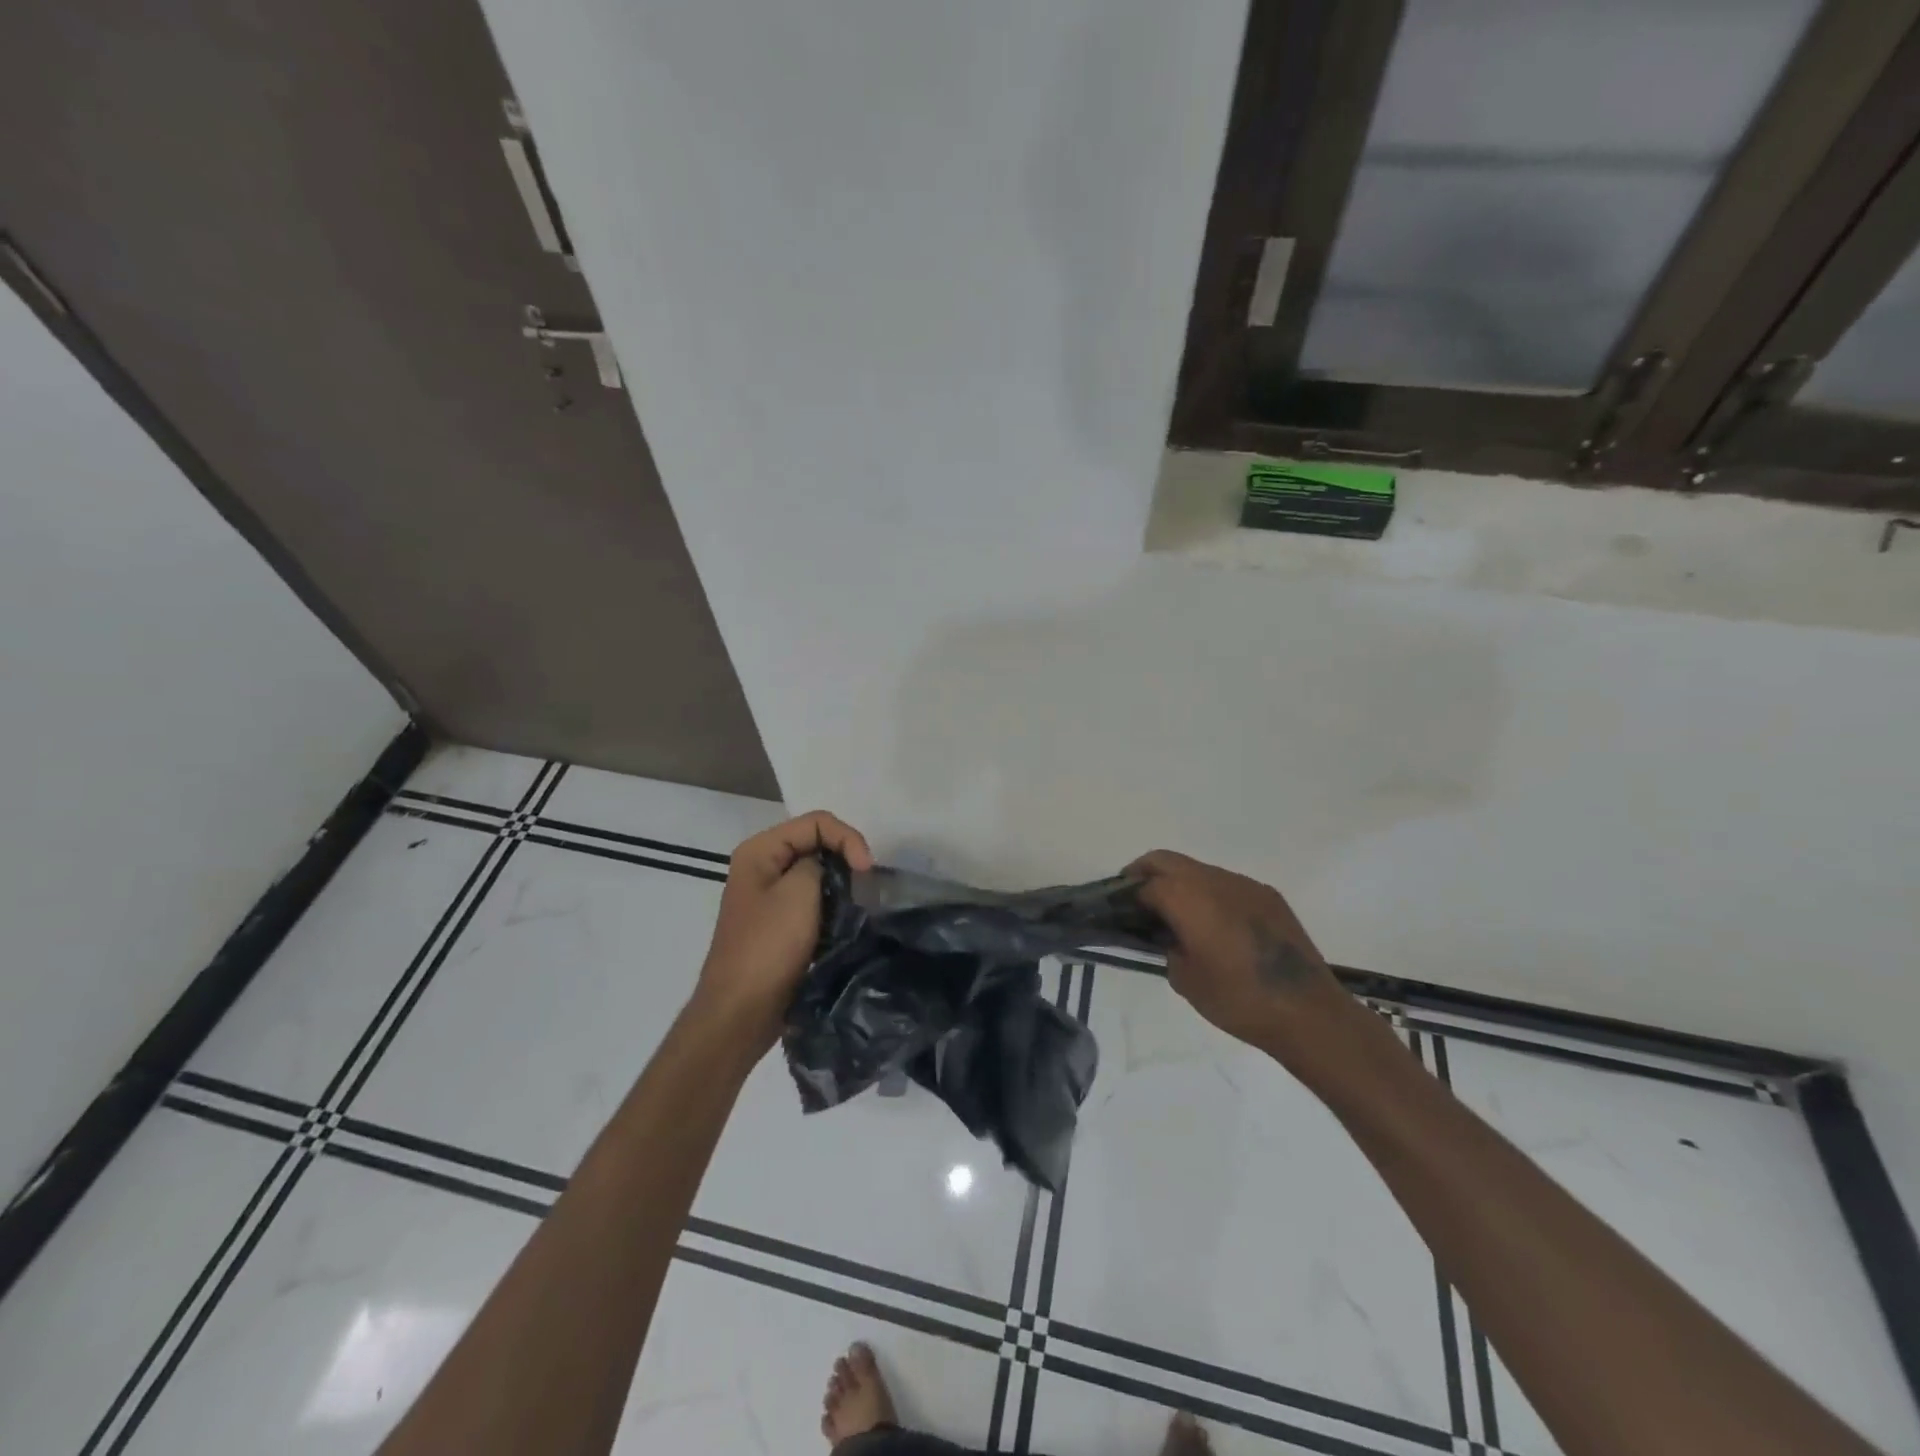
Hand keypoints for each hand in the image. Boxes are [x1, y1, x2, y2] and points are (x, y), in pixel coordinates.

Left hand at [693, 810, 873, 1054]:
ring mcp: (770, 896)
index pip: (816, 822)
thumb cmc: (768, 949)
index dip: (848, 838)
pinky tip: (846, 922)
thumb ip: (821, 863)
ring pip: (818, 873)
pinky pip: (814, 900)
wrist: (741, 1013)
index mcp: (760, 851)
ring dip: (842, 885)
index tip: (867, 871)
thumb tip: (833, 866)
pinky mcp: (781, 923)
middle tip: (869, 886)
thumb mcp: (798, 894)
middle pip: (817, 843)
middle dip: (846, 859)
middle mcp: (762, 866)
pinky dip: (833, 905)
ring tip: (862, 904)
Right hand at [1127, 850, 1350, 1064]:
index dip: (1128, 896)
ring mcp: (1244, 885)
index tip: (1120, 912)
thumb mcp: (1185, 980)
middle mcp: (1213, 880)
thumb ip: (1167, 948)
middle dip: (1146, 874)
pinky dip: (1210, 894)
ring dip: (1181, 883)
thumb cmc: (1237, 999)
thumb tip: (1170, 937)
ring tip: (1180, 917)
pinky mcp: (1269, 896)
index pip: (1145, 884)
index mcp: (1187, 898)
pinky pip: (1227, 885)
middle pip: (1167, 861)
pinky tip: (1217, 927)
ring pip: (1198, 870)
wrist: (1307, 1012)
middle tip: (1137, 900)